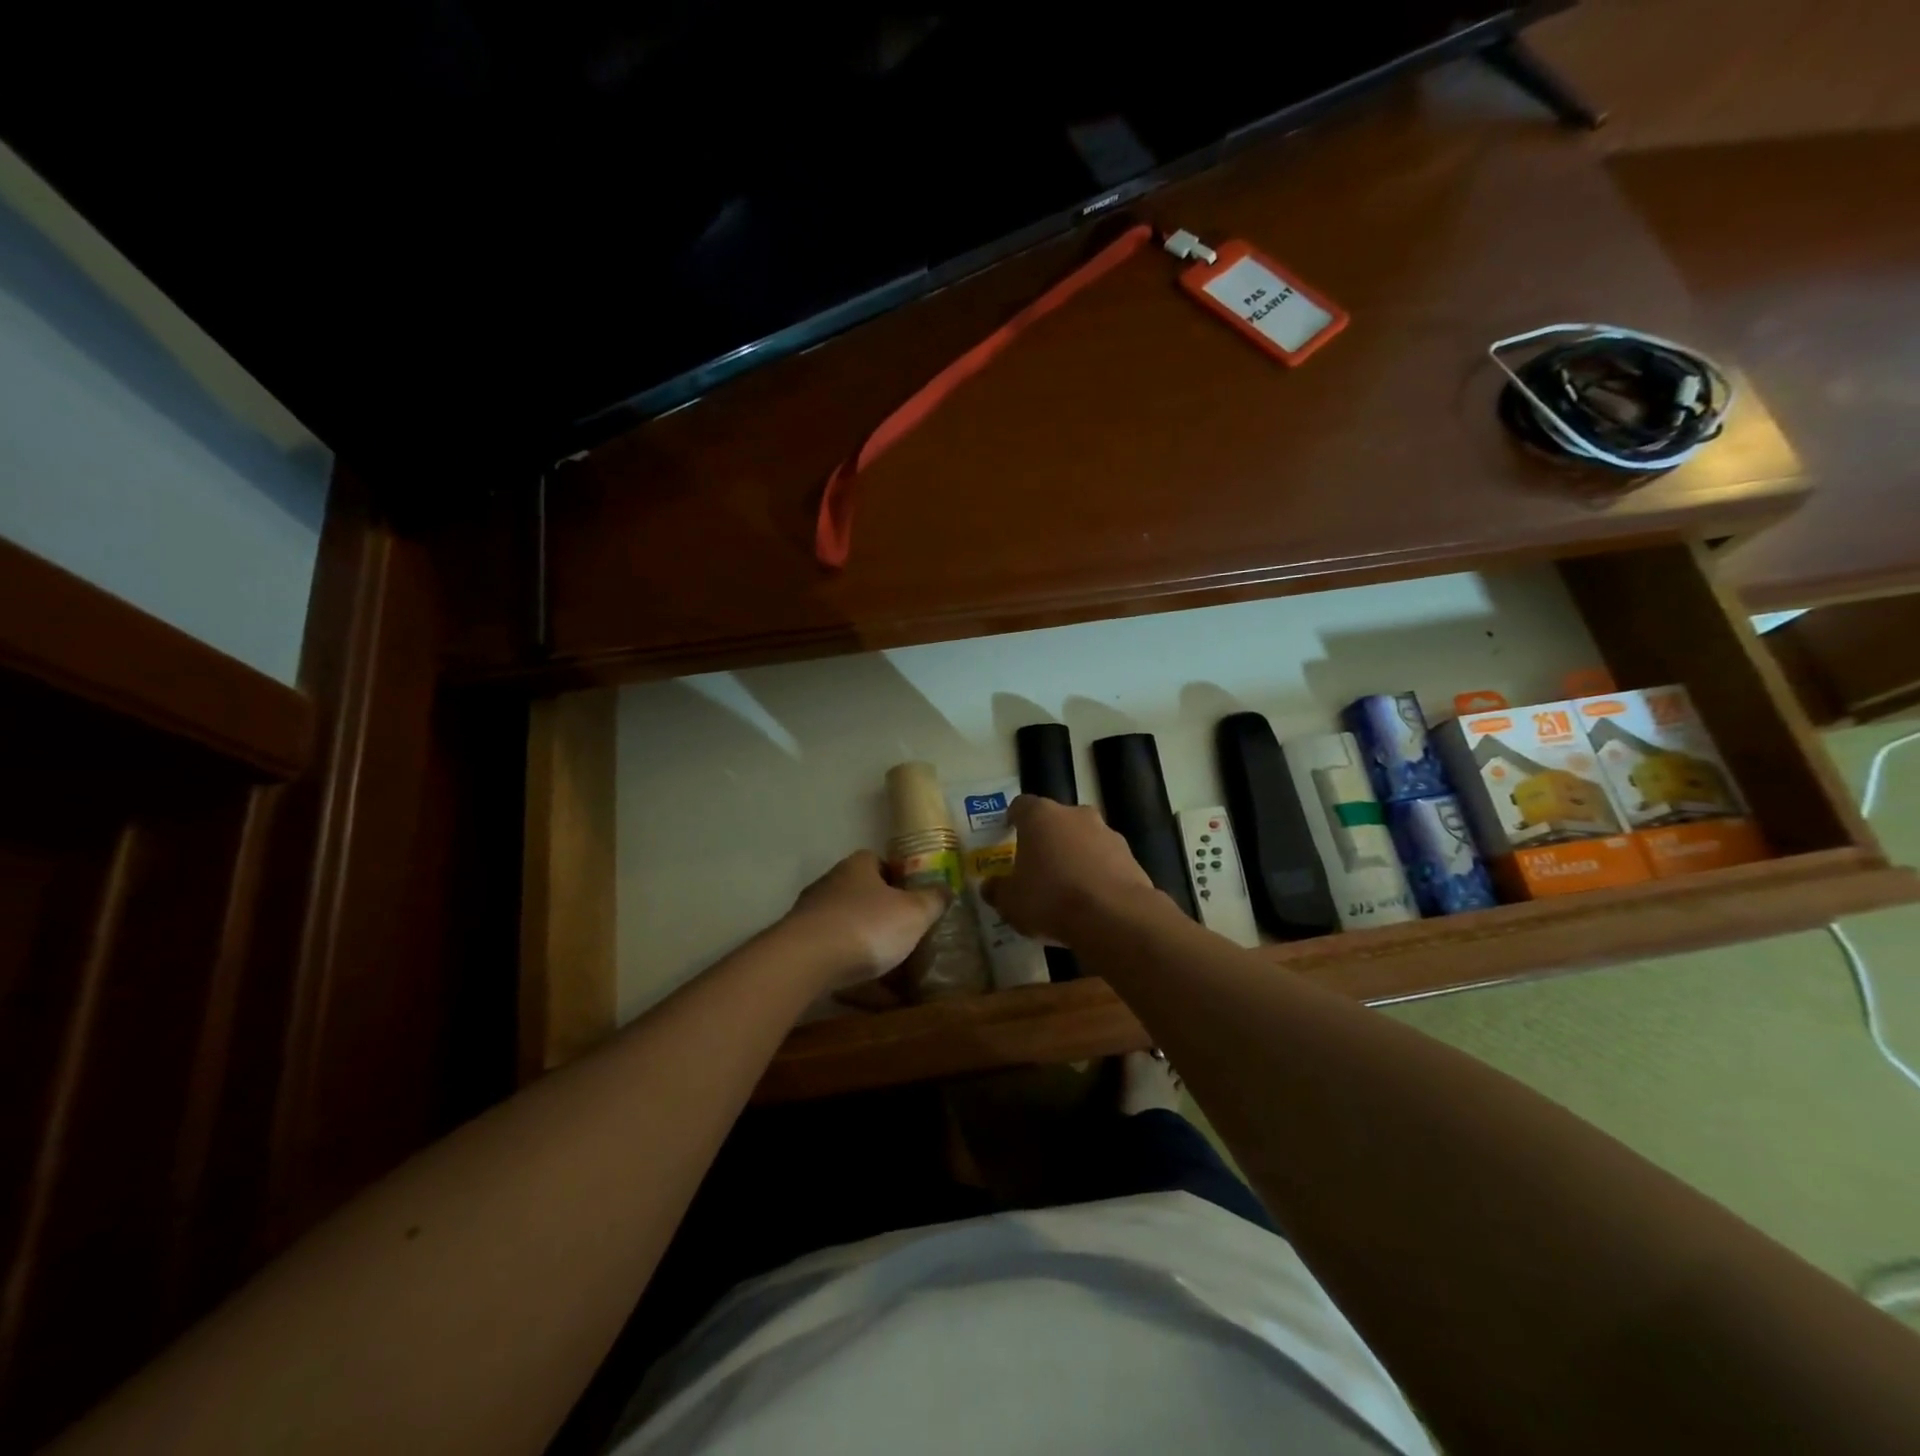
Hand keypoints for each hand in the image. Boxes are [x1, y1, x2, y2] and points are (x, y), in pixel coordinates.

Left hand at [782, 850, 947, 988]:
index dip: (899, 880)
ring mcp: (810, 915)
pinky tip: (867, 996)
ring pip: (847, 928)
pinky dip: (850, 971)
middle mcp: (831, 883)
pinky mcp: (798, 945)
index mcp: (858, 866)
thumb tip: (947, 888)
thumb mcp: (914, 913)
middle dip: (883, 916)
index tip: (914, 901)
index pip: (879, 862)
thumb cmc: (867, 926)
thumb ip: (933, 900)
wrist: (805, 961)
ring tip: (890, 973)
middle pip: (862, 895)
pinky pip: (832, 956)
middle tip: (906, 937)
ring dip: (866, 946)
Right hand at [981, 795, 1156, 945]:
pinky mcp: (1130, 856)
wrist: (1114, 916)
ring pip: (1083, 839)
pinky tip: (1092, 900)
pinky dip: (1098, 874)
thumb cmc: (1050, 899)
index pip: (1021, 805)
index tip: (1008, 832)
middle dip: (1047, 840)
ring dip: (1075, 856)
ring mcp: (1107, 833)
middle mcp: (1075, 815)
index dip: (1013, 818)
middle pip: (1056, 821)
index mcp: (1040, 816)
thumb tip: (989, 886)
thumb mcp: (1011, 902)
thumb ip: (997, 890)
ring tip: (1067, 888)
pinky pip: (1106, 861)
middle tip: (1037, 866)